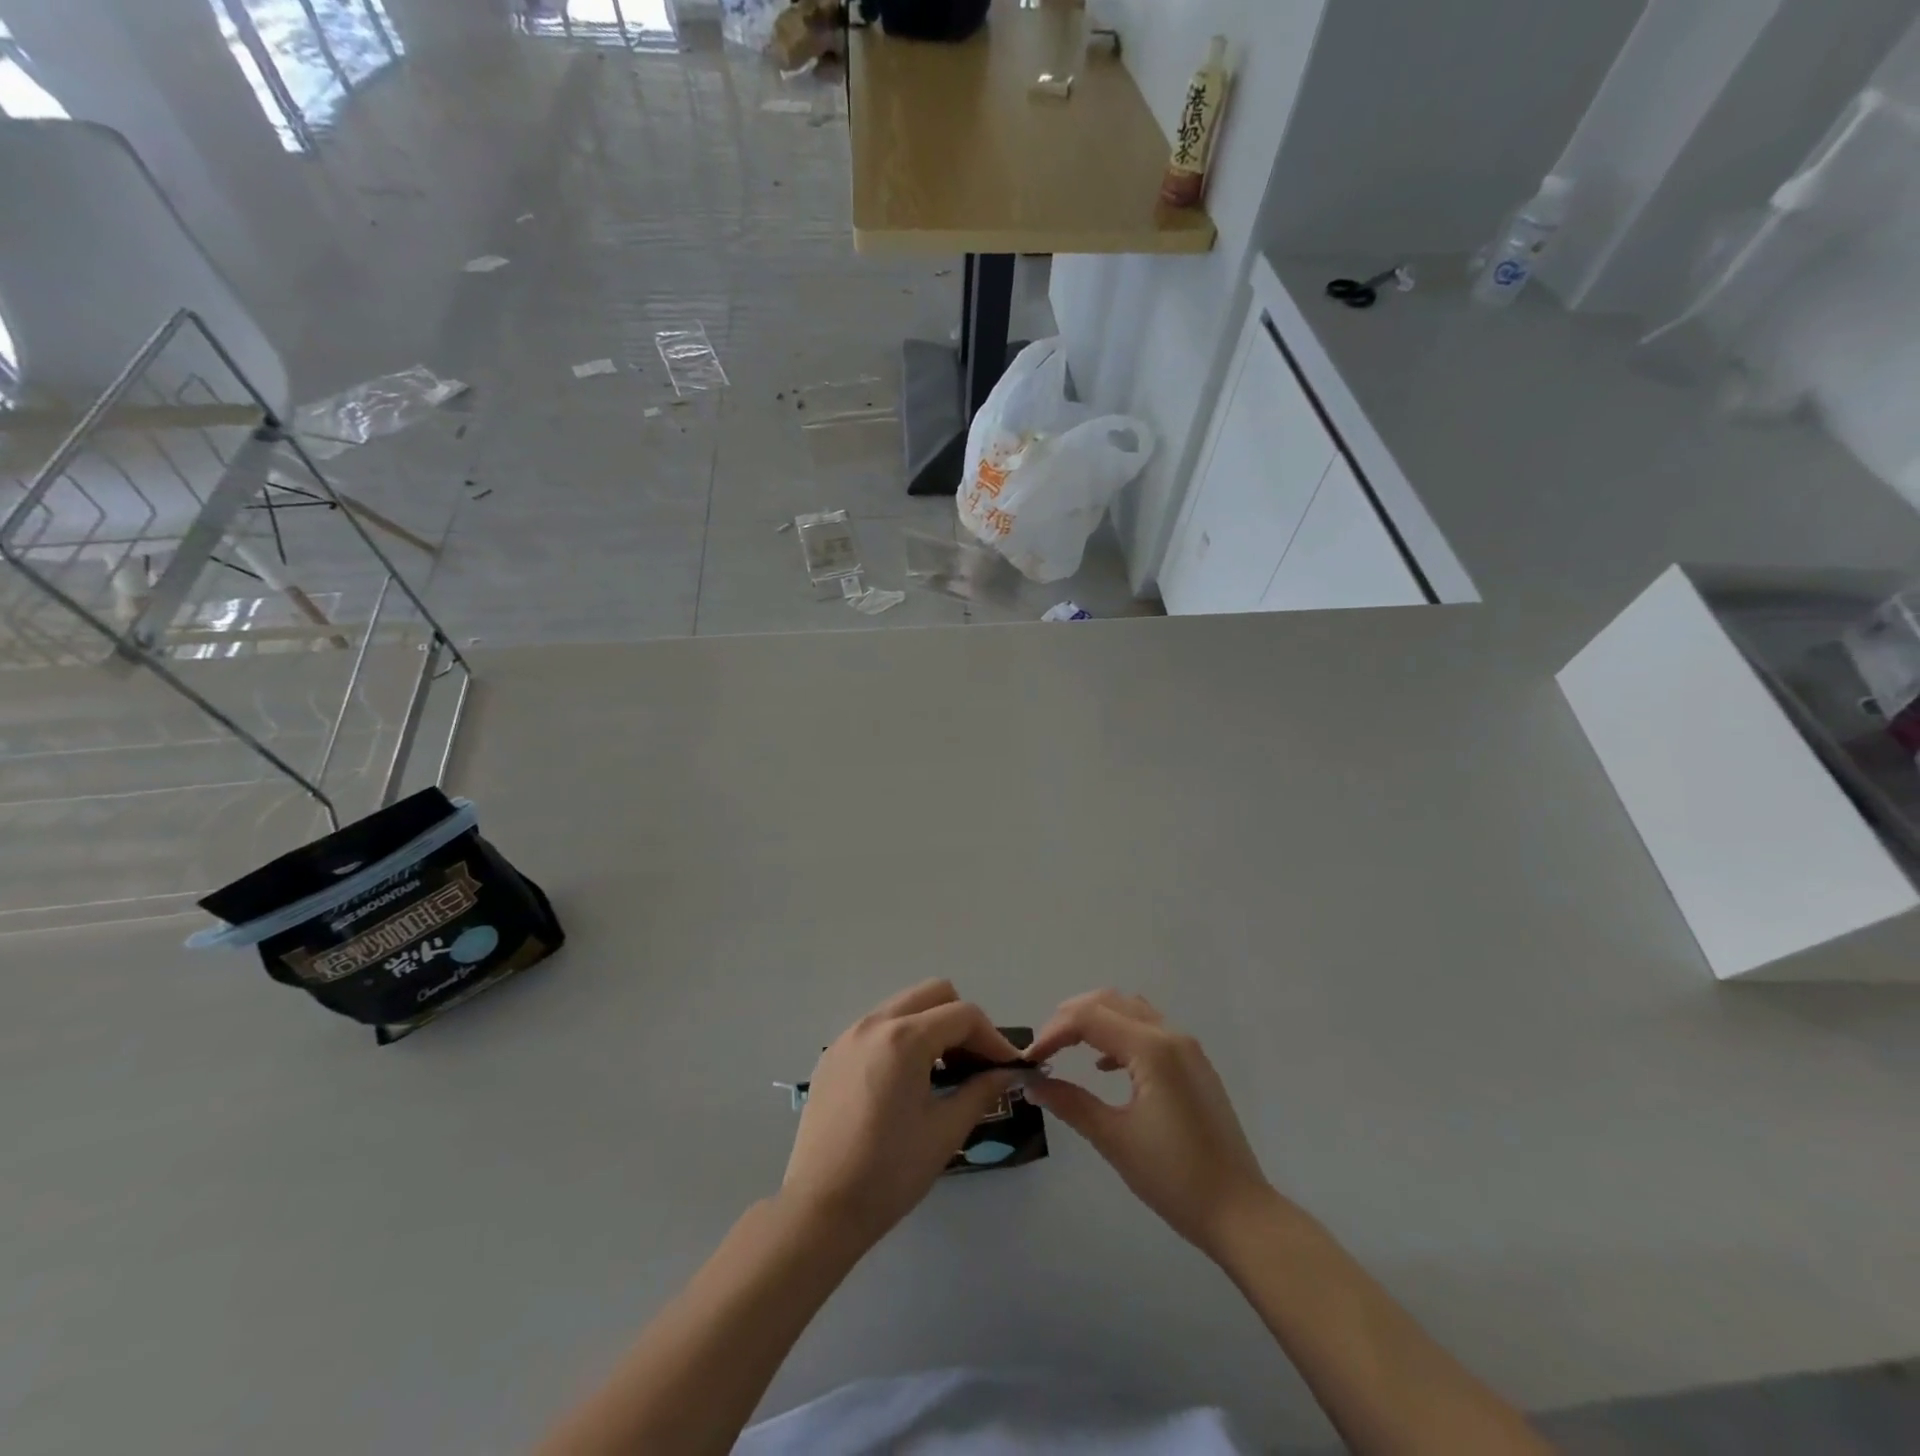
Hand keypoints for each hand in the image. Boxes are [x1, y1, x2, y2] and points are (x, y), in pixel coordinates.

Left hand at [781, 980, 1022, 1249]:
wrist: (820, 1209)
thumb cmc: (890, 1172)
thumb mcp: (945, 1131)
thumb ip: (981, 1091)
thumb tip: (1007, 1073)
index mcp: (904, 1038)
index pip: (963, 1015)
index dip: (993, 1038)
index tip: (1008, 1067)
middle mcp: (874, 1023)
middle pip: (933, 993)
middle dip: (962, 1021)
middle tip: (975, 1063)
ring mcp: (849, 1036)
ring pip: (904, 1006)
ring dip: (932, 1026)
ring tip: (944, 1072)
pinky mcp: (833, 1055)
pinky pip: (878, 1027)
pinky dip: (902, 1038)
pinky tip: (907, 1081)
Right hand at [1025, 991, 1274, 1260]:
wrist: (1241, 1213)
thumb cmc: (1174, 1177)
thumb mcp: (1114, 1139)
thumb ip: (1070, 1103)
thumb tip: (1032, 1083)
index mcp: (1151, 1048)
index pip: (1089, 1018)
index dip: (1053, 1032)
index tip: (1030, 1060)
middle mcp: (1170, 1035)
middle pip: (1109, 1002)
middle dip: (1070, 1017)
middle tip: (1044, 1048)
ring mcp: (1187, 1047)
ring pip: (1131, 1010)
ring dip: (1096, 1020)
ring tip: (1066, 1047)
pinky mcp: (1194, 1064)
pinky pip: (1149, 1028)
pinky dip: (1119, 1034)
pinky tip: (1104, 1066)